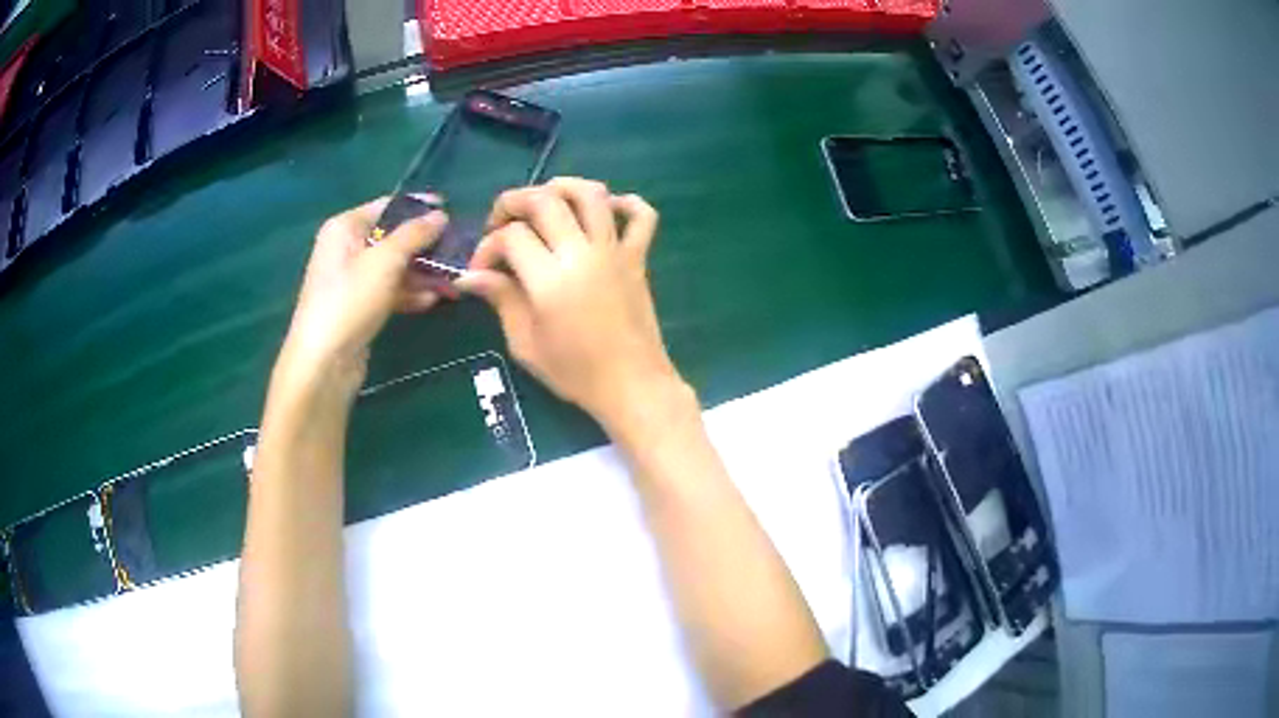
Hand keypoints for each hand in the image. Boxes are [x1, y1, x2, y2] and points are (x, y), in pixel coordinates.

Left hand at [275, 198, 447, 397]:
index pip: (388, 206)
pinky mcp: (359, 306)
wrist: (323, 362)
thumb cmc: (350, 300)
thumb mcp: (386, 261)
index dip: (419, 208)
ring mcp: (352, 279)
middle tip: (459, 252)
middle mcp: (346, 247)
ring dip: (423, 272)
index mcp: (345, 227)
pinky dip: (410, 293)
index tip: (453, 212)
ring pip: (395, 266)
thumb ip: (415, 234)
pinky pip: (390, 290)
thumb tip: (441, 215)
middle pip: (393, 237)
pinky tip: (433, 300)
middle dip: (426, 246)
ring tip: (453, 281)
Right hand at [457, 178, 681, 429]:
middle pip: (545, 201)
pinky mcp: (638, 257)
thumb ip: (501, 299)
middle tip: (500, 223)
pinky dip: (626, 203)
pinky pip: (642, 216)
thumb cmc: (574, 373)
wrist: (632, 386)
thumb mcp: (525, 343)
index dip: (487, 246)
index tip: (481, 270)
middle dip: (513, 202)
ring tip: (544, 200)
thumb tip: (469, 275)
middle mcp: (582, 253)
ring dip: (562, 187)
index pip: (511, 236)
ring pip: (591, 194)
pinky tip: (606, 210)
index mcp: (550, 279)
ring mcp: (615, 251)